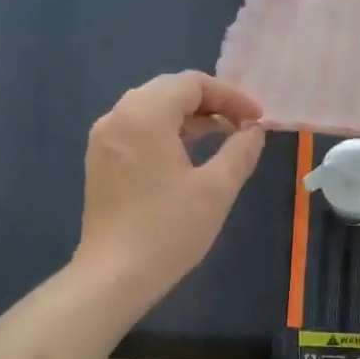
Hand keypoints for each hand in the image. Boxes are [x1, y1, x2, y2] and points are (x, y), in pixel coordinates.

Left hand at [76, 72, 266, 310]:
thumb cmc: (169, 230)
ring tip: (223, 138)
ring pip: (152, 111)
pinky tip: (189, 157)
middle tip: (243, 126)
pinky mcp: (101, 163)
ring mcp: (104, 140)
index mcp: (144, 114)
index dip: (230, 96)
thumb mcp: (216, 189)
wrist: (115, 275)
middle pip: (169, 91)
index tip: (258, 119)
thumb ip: (240, 152)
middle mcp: (117, 116)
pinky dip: (168, 134)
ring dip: (190, 119)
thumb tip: (253, 131)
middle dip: (211, 104)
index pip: (191, 83)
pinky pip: (138, 132)